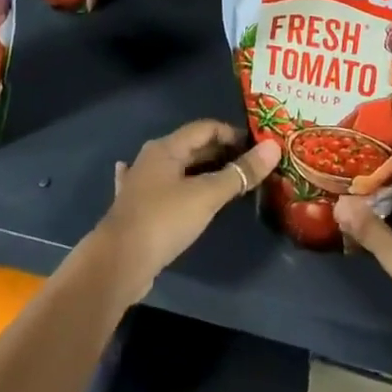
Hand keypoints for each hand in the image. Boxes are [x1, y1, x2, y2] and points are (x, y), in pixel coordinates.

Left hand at [95, 121, 280, 302]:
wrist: (118, 263)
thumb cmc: (165, 220)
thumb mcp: (207, 195)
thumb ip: (240, 173)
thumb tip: (273, 147)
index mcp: (167, 147)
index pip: (205, 128)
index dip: (232, 133)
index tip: (257, 148)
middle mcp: (151, 159)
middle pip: (192, 147)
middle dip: (220, 153)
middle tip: (250, 167)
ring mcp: (141, 183)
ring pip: (178, 169)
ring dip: (200, 171)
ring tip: (227, 180)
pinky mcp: (137, 209)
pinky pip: (162, 190)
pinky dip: (175, 187)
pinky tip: (170, 187)